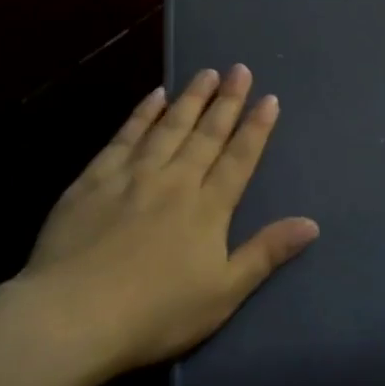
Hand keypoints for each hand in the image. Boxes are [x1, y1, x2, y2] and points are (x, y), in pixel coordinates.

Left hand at [20, 65, 318, 372]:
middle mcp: (174, 181)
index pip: (239, 159)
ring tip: (206, 73)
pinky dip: (141, 114)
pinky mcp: (94, 180)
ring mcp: (132, 176)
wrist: (73, 315)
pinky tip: (153, 96)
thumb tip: (311, 223)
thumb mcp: (222, 293)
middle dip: (226, 102)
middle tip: (239, 70)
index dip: (256, 128)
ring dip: (189, 99)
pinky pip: (125, 137)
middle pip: (206, 134)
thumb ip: (265, 253)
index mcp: (207, 209)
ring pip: (168, 127)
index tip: (268, 98)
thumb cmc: (155, 313)